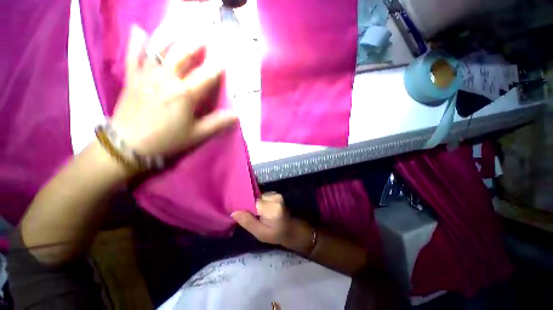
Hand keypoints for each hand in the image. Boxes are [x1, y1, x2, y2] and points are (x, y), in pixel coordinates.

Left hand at [111, 25, 237, 156]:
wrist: (128, 145)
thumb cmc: (167, 139)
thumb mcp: (197, 134)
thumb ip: (217, 123)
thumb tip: (236, 115)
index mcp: (185, 94)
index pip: (206, 76)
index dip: (217, 67)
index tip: (225, 59)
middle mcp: (166, 79)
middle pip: (183, 55)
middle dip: (196, 45)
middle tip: (204, 35)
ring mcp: (147, 75)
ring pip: (159, 50)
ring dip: (172, 37)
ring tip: (180, 28)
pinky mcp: (132, 78)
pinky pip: (133, 55)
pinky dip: (136, 42)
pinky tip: (139, 30)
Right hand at [231, 193, 313, 253]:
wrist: (291, 229)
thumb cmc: (276, 234)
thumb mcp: (260, 233)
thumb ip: (248, 222)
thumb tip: (234, 212)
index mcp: (272, 208)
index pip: (253, 202)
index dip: (244, 206)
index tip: (238, 213)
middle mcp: (275, 197)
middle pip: (255, 198)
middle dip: (249, 206)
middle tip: (247, 215)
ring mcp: (276, 194)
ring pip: (258, 196)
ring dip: (254, 204)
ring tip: (255, 214)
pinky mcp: (275, 194)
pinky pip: (262, 196)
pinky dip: (259, 202)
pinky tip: (260, 210)